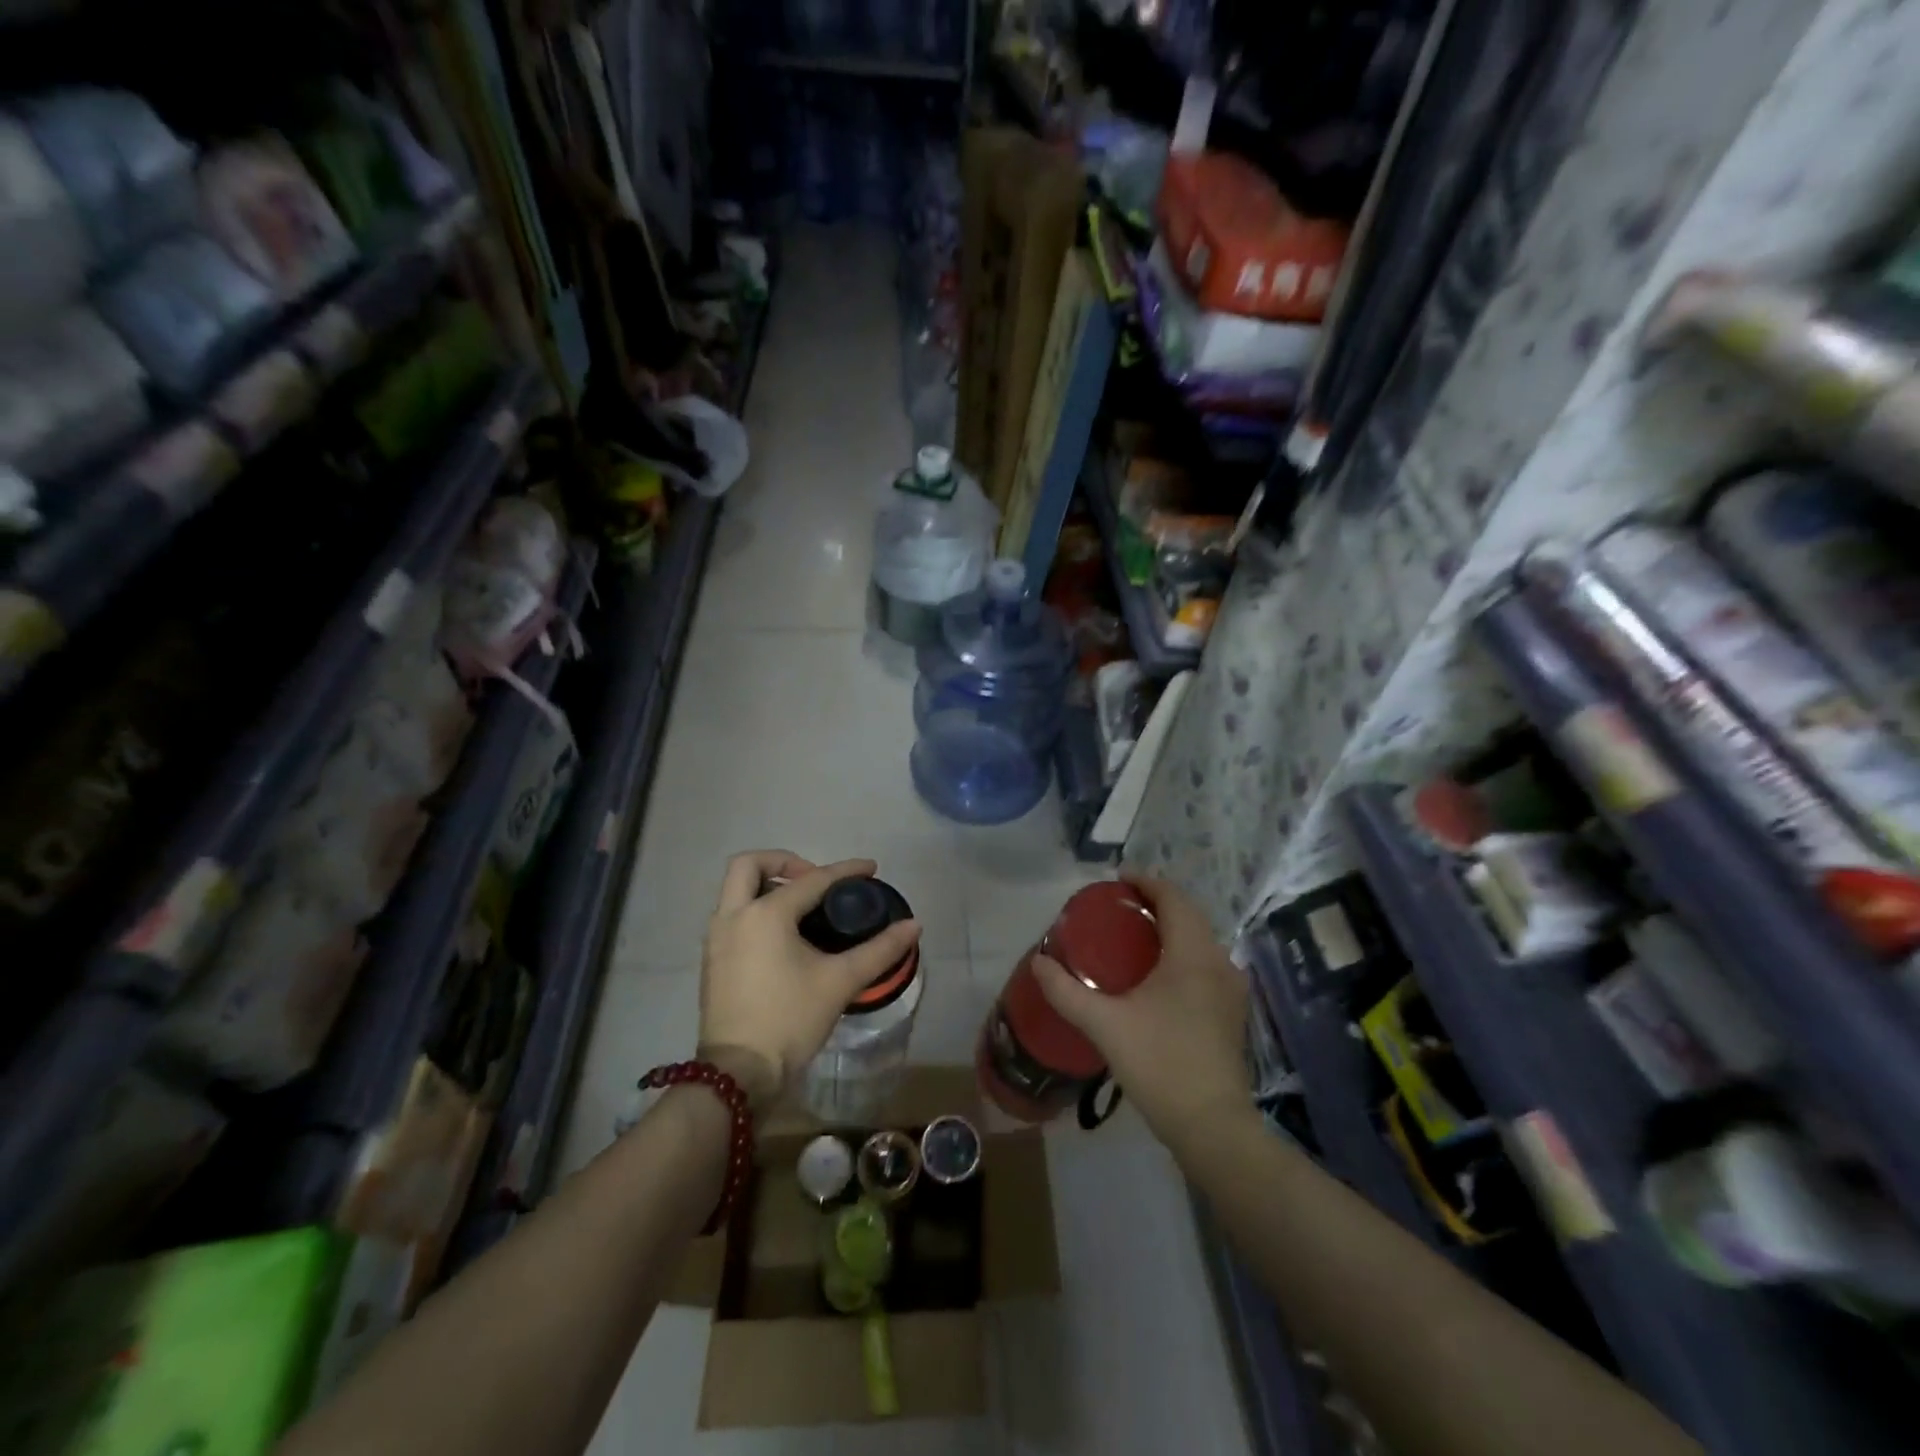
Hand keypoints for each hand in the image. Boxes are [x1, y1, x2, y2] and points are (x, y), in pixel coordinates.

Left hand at [699, 851, 921, 1108]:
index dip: (845, 871)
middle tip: (814, 879)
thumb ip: (879, 950)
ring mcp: (716, 939)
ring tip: (801, 906)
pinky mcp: (711, 960)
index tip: (870, 869)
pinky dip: (754, 909)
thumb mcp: (840, 982)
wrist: (739, 1074)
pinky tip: (782, 935)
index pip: (812, 880)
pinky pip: (731, 915)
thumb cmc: (790, 1019)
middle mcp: (733, 916)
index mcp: (765, 914)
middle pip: (749, 865)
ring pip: (734, 890)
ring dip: (765, 886)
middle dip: (783, 862)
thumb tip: (914, 926)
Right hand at [1031, 873, 1249, 1150]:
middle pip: (1190, 916)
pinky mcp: (1231, 1013)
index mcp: (1193, 955)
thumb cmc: (1160, 1064)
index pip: (1174, 899)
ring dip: (1171, 929)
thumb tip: (1038, 962)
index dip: (1147, 882)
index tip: (1118, 880)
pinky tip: (1157, 975)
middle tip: (1120, 907)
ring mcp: (1231, 989)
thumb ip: (1067, 991)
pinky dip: (1181, 953)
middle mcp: (1219, 962)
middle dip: (1157, 903)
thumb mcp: (1105, 1025)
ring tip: (1135, 935)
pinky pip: (1205, 964)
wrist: (1212, 1126)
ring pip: (1200, 941)